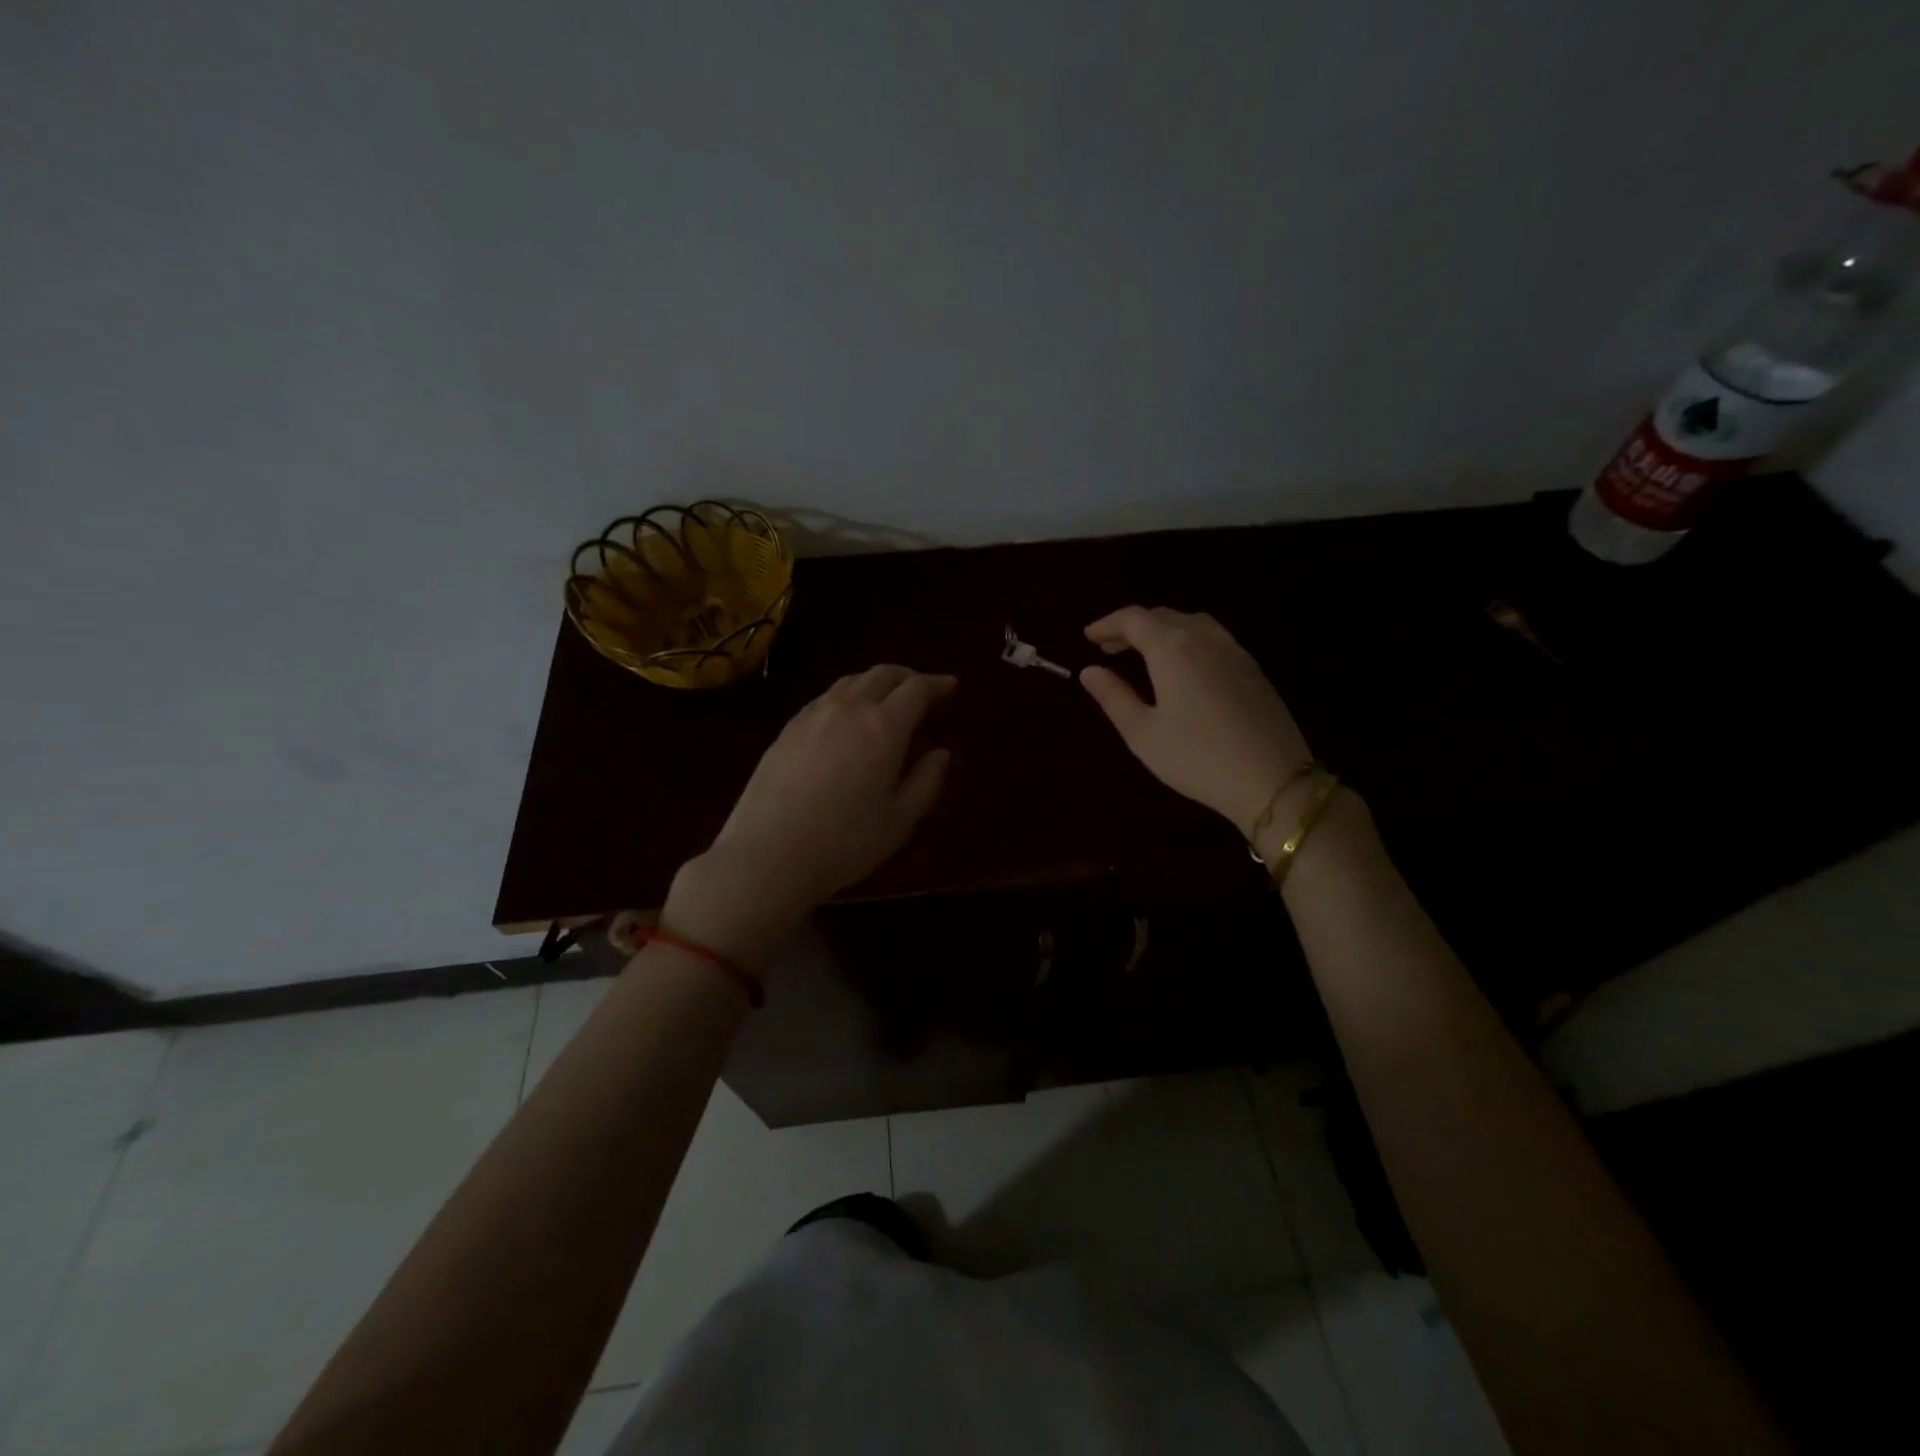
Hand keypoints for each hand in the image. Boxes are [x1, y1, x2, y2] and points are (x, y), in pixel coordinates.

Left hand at [664, 666, 955, 969]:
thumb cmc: (844, 842)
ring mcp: (812, 716)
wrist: (767, 855)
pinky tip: (845, 718)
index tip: (950, 687)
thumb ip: (926, 782)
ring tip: (886, 700)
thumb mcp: (899, 820)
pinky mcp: (786, 730)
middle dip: (907, 677)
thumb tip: (940, 753)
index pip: (916, 689)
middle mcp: (848, 709)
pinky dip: (846, 696)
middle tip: (923, 690)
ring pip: (850, 682)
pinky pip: (824, 698)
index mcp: (883, 727)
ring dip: (875, 682)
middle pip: (881, 674)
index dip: (936, 684)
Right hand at [1079, 606, 1311, 841]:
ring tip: (1144, 652)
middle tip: (1109, 647)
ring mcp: (1234, 651)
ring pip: (1191, 623)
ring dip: (1161, 630)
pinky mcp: (1253, 669)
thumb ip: (1113, 696)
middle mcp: (1204, 638)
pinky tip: (1183, 666)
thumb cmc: (1196, 758)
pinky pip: (1212, 638)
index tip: (1088, 636)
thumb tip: (1089, 671)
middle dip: (1132, 627)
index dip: (1108, 624)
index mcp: (1172, 648)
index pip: (1134, 619)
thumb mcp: (1143, 733)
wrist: (1273, 779)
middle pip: (1162, 617)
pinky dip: (1186, 640)